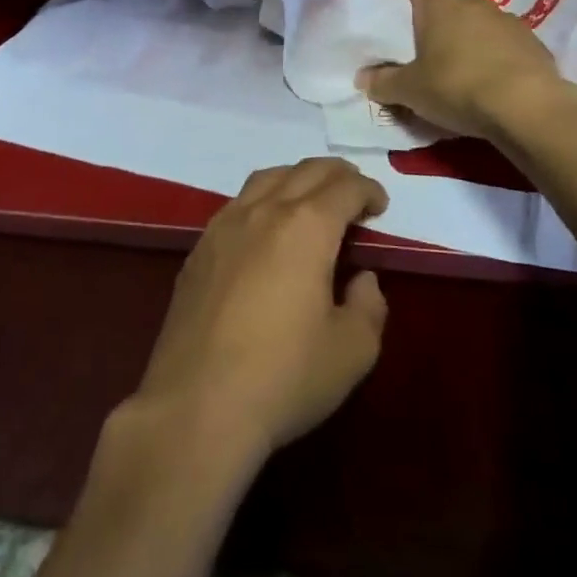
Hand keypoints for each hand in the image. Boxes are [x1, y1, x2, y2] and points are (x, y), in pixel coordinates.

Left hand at [130, 158, 388, 463]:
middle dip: (337, 174)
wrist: (197, 406)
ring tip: (311, 198)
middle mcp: (265, 210)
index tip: (380, 205)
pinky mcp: (200, 247)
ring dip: (297, 178)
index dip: (368, 190)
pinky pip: (238, 202)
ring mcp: (226, 224)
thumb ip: (368, 306)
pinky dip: (263, 198)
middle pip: (306, 170)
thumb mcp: (351, 352)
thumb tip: (362, 279)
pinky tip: (264, 228)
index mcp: (307, 226)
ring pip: (268, 178)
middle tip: (354, 192)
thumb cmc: (284, 377)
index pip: (345, 187)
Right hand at [357, 0, 571, 144]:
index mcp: (437, 4)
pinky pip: (503, 40)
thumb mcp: (411, 91)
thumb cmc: (458, 87)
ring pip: (477, 18)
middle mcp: (471, 2)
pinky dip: (493, 51)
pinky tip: (491, 75)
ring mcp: (505, 19)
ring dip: (466, 31)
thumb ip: (384, 83)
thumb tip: (363, 77)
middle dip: (435, 9)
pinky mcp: (531, 41)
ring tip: (458, 58)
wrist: (528, 107)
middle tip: (423, 29)